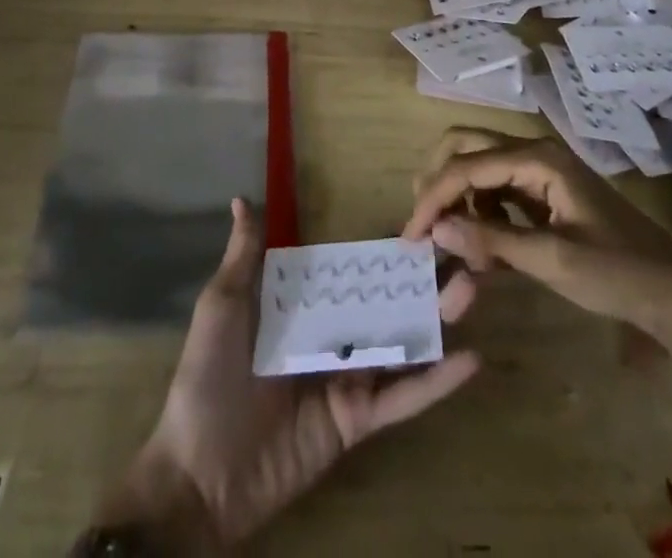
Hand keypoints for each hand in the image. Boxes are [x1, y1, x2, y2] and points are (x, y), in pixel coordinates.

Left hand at [104, 199, 480, 550]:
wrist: (199, 472)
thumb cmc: (208, 379)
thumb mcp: (223, 307)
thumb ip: (242, 257)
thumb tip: (240, 199)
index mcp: (305, 306)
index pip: (353, 270)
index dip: (384, 248)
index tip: (421, 220)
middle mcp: (334, 334)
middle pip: (387, 300)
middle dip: (422, 276)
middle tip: (463, 246)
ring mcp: (350, 377)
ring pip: (403, 341)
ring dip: (438, 318)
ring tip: (473, 286)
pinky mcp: (358, 420)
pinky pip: (402, 398)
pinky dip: (436, 381)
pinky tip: (470, 359)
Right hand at [402, 128, 671, 331]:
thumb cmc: (618, 273)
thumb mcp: (553, 260)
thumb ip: (493, 242)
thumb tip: (437, 230)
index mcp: (537, 158)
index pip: (466, 165)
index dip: (433, 197)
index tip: (410, 236)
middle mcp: (533, 152)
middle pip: (465, 147)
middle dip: (438, 181)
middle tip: (422, 224)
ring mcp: (539, 171)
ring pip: (478, 167)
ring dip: (459, 199)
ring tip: (453, 245)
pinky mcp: (543, 193)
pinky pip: (497, 190)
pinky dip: (481, 213)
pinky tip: (483, 248)